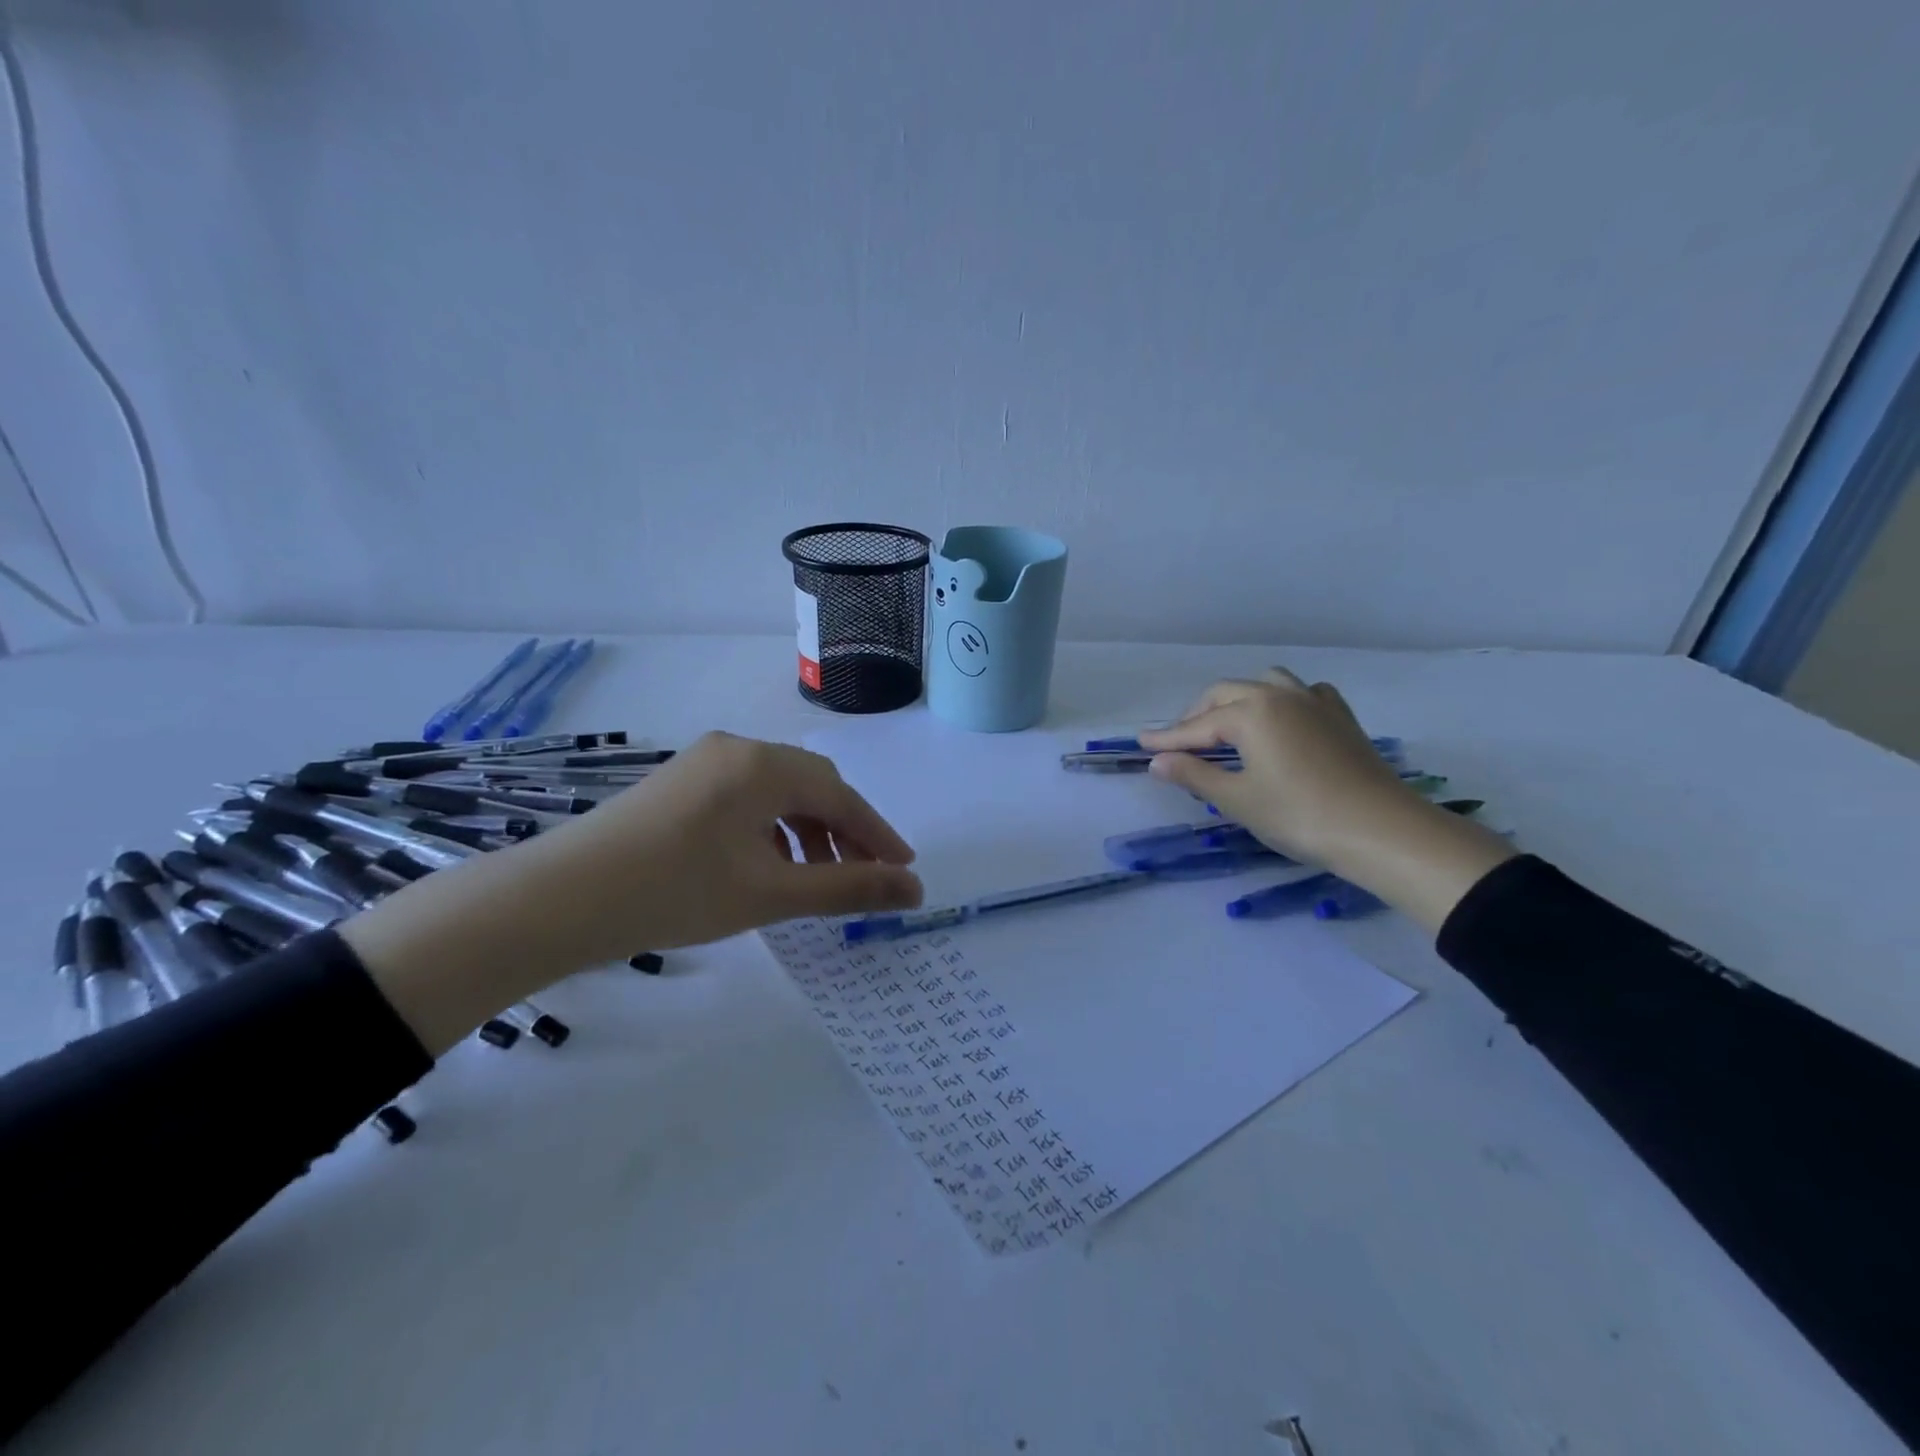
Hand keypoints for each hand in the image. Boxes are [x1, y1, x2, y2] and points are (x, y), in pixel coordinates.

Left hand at [341, 733, 921, 1053]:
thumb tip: (915, 891)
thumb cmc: (677, 892)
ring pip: (777, 792)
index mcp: (763, 765)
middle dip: (844, 831)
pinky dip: (771, 828)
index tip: (904, 871)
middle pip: (812, 786)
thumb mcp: (772, 893)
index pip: (841, 796)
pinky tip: (765, 864)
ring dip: (807, 831)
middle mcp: (737, 749)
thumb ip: (849, 888)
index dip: (877, 835)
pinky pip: (746, 797)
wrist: (561, 899)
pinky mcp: (679, 782)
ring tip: (814, 877)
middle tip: (863, 876)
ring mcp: (703, 762)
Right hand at [1138, 669, 1513, 931]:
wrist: (1382, 830)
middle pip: (1226, 694)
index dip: (1167, 739)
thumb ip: (1194, 775)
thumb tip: (1157, 761)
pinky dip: (1282, 701)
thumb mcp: (1237, 800)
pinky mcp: (1340, 716)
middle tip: (1179, 743)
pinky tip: (1282, 722)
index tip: (1141, 743)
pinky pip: (1303, 694)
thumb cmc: (1299, 816)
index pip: (1196, 726)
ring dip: (1238, 700)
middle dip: (1198, 716)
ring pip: (1265, 684)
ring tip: (1227, 726)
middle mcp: (1279, 695)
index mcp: (1250, 713)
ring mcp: (1314, 702)